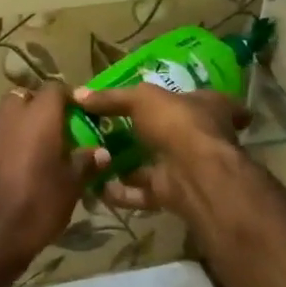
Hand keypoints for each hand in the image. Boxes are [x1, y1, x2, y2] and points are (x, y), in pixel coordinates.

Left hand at [0, 84, 96, 286]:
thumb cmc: (36, 207)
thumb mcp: (70, 188)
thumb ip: (85, 163)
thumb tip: (101, 151)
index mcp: (39, 116)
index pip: (55, 88)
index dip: (67, 98)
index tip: (77, 114)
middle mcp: (9, 113)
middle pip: (25, 97)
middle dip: (38, 108)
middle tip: (52, 132)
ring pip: (4, 112)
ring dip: (17, 122)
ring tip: (30, 148)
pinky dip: (1, 138)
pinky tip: (8, 163)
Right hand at [70, 84, 249, 221]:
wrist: (195, 174)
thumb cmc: (177, 122)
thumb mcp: (141, 98)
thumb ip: (111, 98)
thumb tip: (78, 94)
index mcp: (207, 106)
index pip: (195, 96)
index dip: (173, 96)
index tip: (149, 98)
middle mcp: (201, 135)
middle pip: (170, 131)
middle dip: (142, 133)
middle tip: (107, 128)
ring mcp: (188, 166)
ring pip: (153, 164)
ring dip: (126, 164)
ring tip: (95, 157)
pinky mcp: (173, 192)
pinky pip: (142, 192)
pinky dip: (121, 191)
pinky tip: (97, 185)